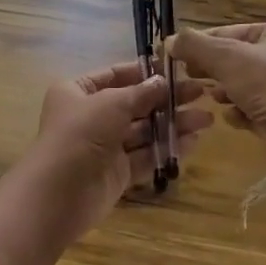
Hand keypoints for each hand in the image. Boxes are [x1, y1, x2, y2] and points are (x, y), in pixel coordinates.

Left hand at [26, 62, 211, 238]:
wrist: (59, 194)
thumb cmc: (80, 135)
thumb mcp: (111, 104)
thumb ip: (141, 93)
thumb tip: (163, 82)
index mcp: (77, 92)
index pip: (115, 75)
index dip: (145, 73)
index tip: (177, 70)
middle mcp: (90, 116)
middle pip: (133, 103)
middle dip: (166, 99)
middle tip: (201, 94)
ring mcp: (104, 146)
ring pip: (143, 130)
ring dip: (172, 124)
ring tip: (206, 119)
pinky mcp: (117, 172)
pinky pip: (145, 155)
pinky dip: (167, 147)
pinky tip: (193, 141)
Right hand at [166, 23, 265, 145]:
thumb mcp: (226, 58)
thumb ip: (194, 46)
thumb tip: (169, 41)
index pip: (226, 33)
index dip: (199, 44)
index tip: (176, 57)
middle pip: (231, 60)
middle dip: (210, 70)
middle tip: (188, 78)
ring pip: (238, 85)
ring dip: (223, 92)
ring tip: (213, 99)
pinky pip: (249, 108)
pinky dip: (238, 112)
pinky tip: (233, 117)